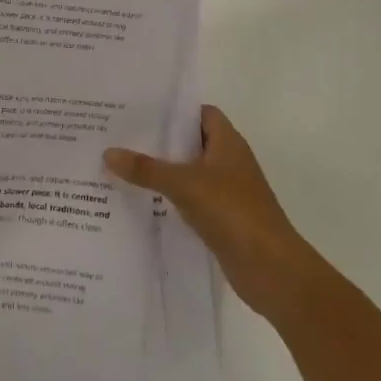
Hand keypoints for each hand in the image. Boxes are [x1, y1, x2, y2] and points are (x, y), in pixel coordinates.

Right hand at [103, 105, 312, 318]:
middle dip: (160, 140)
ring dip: (163, 170)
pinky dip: (171, 198)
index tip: (140, 110)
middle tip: (122, 135)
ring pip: (189, 172)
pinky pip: (191, 199)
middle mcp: (229, 162)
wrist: (271, 270)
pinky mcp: (222, 218)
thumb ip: (146, 169)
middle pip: (191, 141)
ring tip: (124, 165)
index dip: (174, 109)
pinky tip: (143, 200)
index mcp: (228, 142)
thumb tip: (108, 153)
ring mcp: (227, 192)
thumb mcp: (184, 184)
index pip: (200, 113)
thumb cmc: (233, 212)